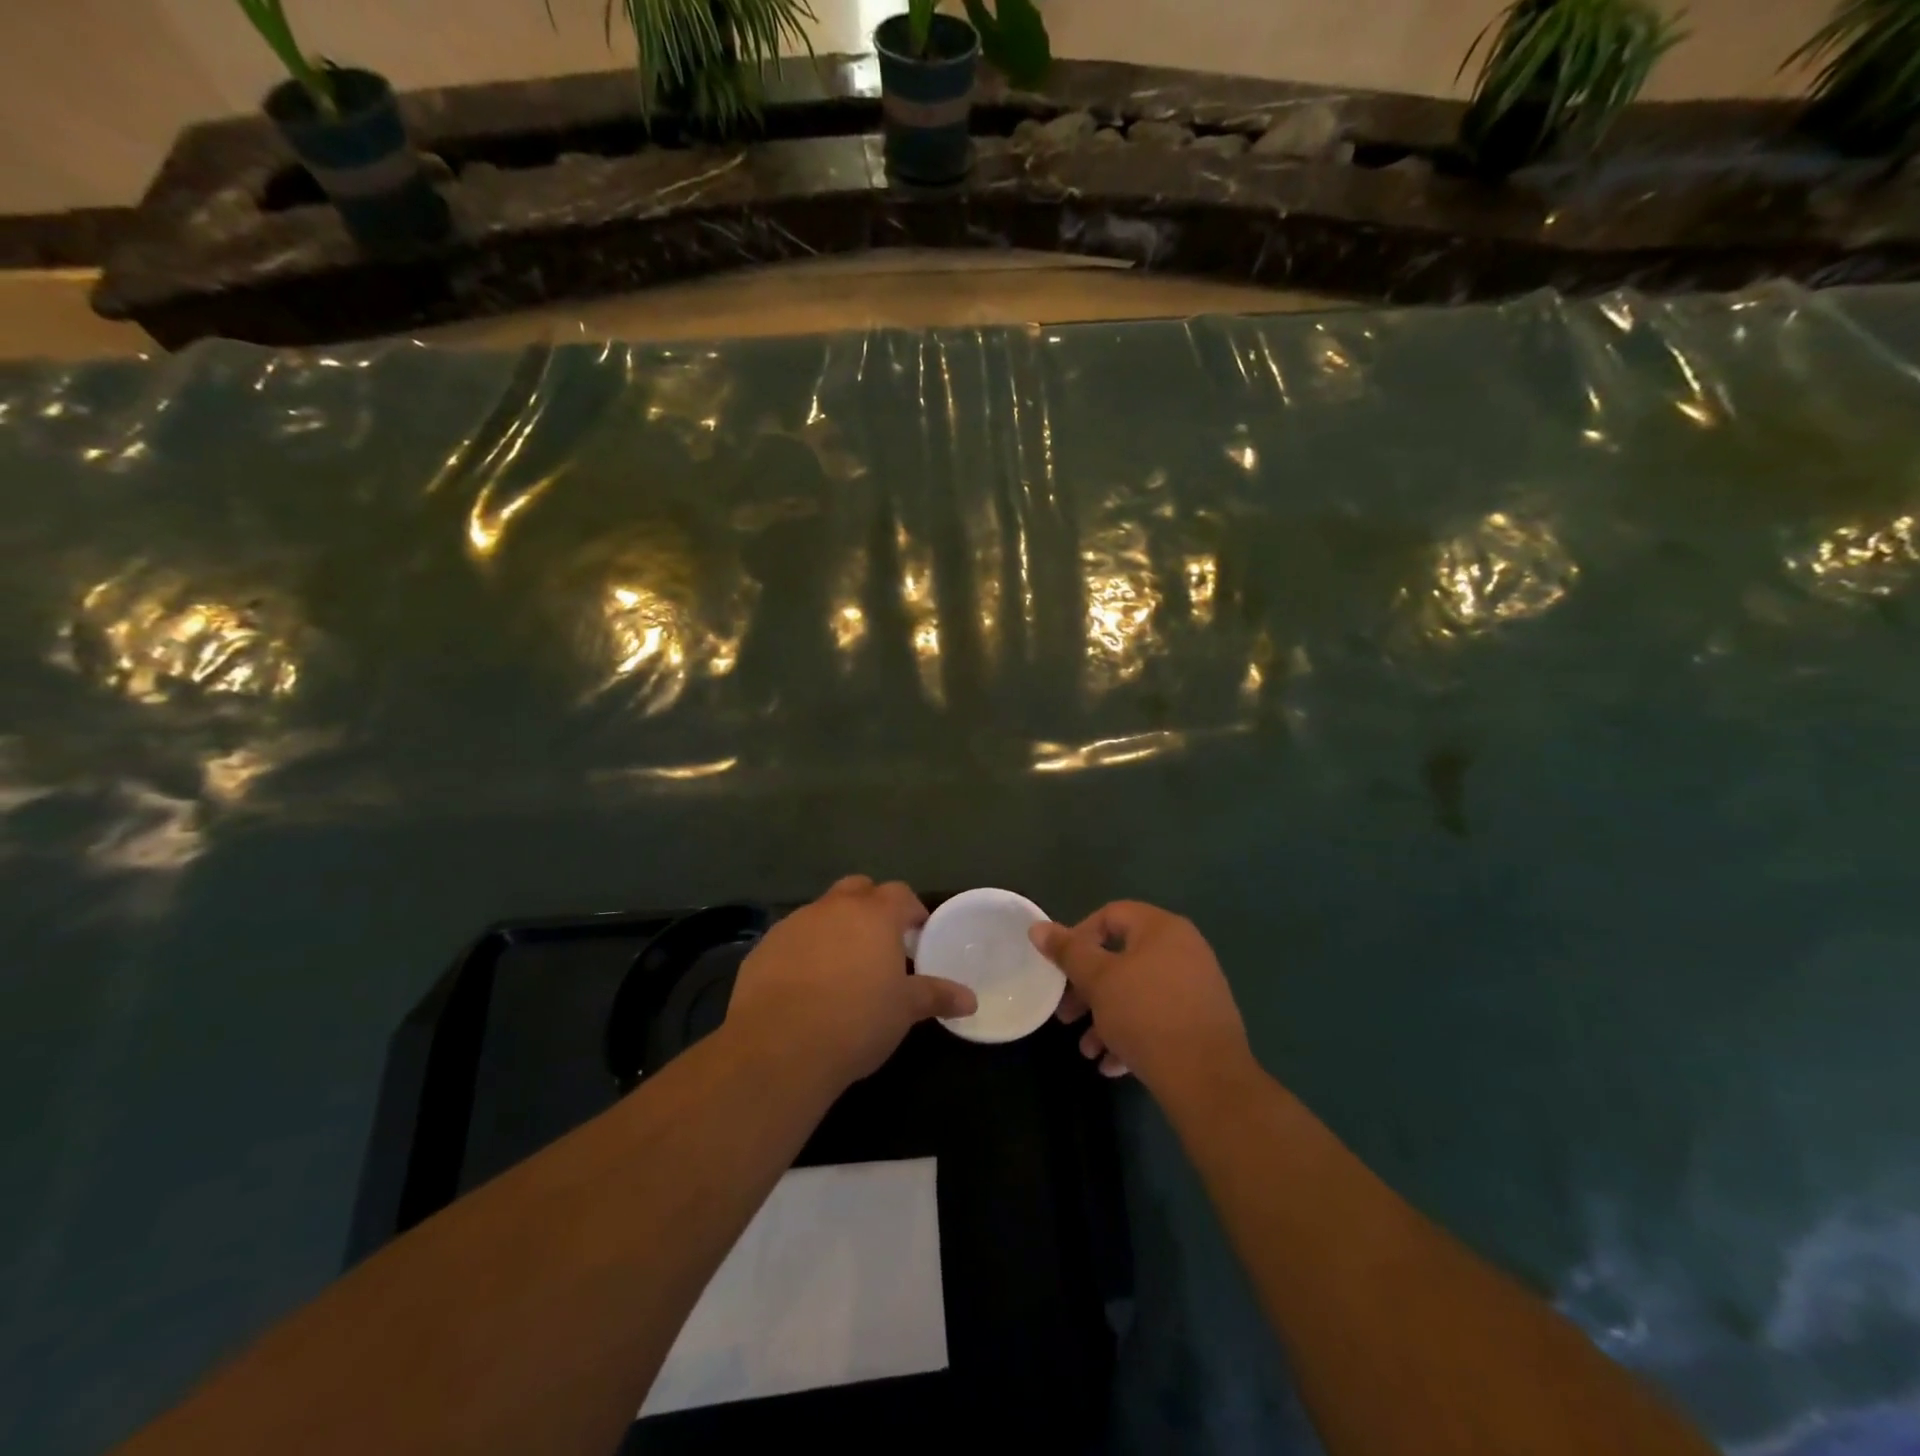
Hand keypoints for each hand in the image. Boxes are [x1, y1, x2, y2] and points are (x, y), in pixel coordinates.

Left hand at [726, 875, 976, 1091]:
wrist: (780, 1047)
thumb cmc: (856, 1021)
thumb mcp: (904, 1011)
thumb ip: (936, 996)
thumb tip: (970, 1000)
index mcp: (873, 914)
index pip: (899, 894)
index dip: (911, 910)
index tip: (917, 934)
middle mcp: (833, 907)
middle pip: (858, 889)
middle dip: (871, 907)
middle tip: (880, 943)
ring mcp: (794, 924)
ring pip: (821, 912)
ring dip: (835, 929)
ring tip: (841, 967)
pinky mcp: (763, 947)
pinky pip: (792, 939)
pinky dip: (803, 951)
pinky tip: (805, 986)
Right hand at [1030, 901, 1250, 1095]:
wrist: (1207, 1079)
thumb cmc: (1146, 1015)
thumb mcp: (1098, 980)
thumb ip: (1068, 952)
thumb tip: (1038, 927)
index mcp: (1162, 929)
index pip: (1111, 915)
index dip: (1079, 938)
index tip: (1061, 970)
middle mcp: (1184, 950)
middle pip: (1122, 958)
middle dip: (1088, 989)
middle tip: (1066, 1015)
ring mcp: (1197, 986)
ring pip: (1138, 993)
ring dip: (1106, 1018)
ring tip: (1087, 1050)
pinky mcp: (1203, 1022)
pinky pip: (1158, 1018)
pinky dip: (1132, 1034)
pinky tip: (1112, 1065)